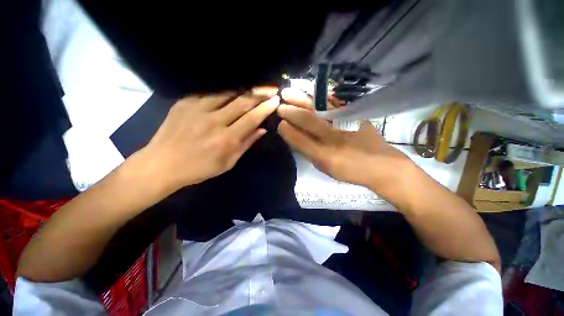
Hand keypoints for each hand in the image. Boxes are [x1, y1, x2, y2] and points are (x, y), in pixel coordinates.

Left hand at [140, 88, 279, 191]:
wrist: (162, 164)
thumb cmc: (199, 169)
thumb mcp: (228, 163)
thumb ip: (246, 144)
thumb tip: (262, 130)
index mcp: (226, 139)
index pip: (251, 118)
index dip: (265, 108)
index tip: (275, 100)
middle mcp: (214, 121)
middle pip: (241, 102)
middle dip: (259, 93)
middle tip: (271, 88)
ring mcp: (197, 109)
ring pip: (226, 93)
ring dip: (243, 90)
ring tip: (253, 88)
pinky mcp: (184, 103)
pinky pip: (209, 93)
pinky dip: (223, 92)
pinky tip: (230, 91)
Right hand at [277, 88, 413, 193]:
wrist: (383, 166)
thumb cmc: (351, 171)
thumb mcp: (326, 167)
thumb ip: (309, 152)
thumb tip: (294, 136)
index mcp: (326, 157)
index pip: (301, 141)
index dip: (288, 131)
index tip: (279, 123)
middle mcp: (335, 139)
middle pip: (310, 121)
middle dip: (292, 112)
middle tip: (280, 104)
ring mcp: (347, 125)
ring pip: (320, 109)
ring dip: (303, 100)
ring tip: (290, 92)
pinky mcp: (357, 116)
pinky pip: (335, 103)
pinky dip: (321, 97)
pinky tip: (311, 91)